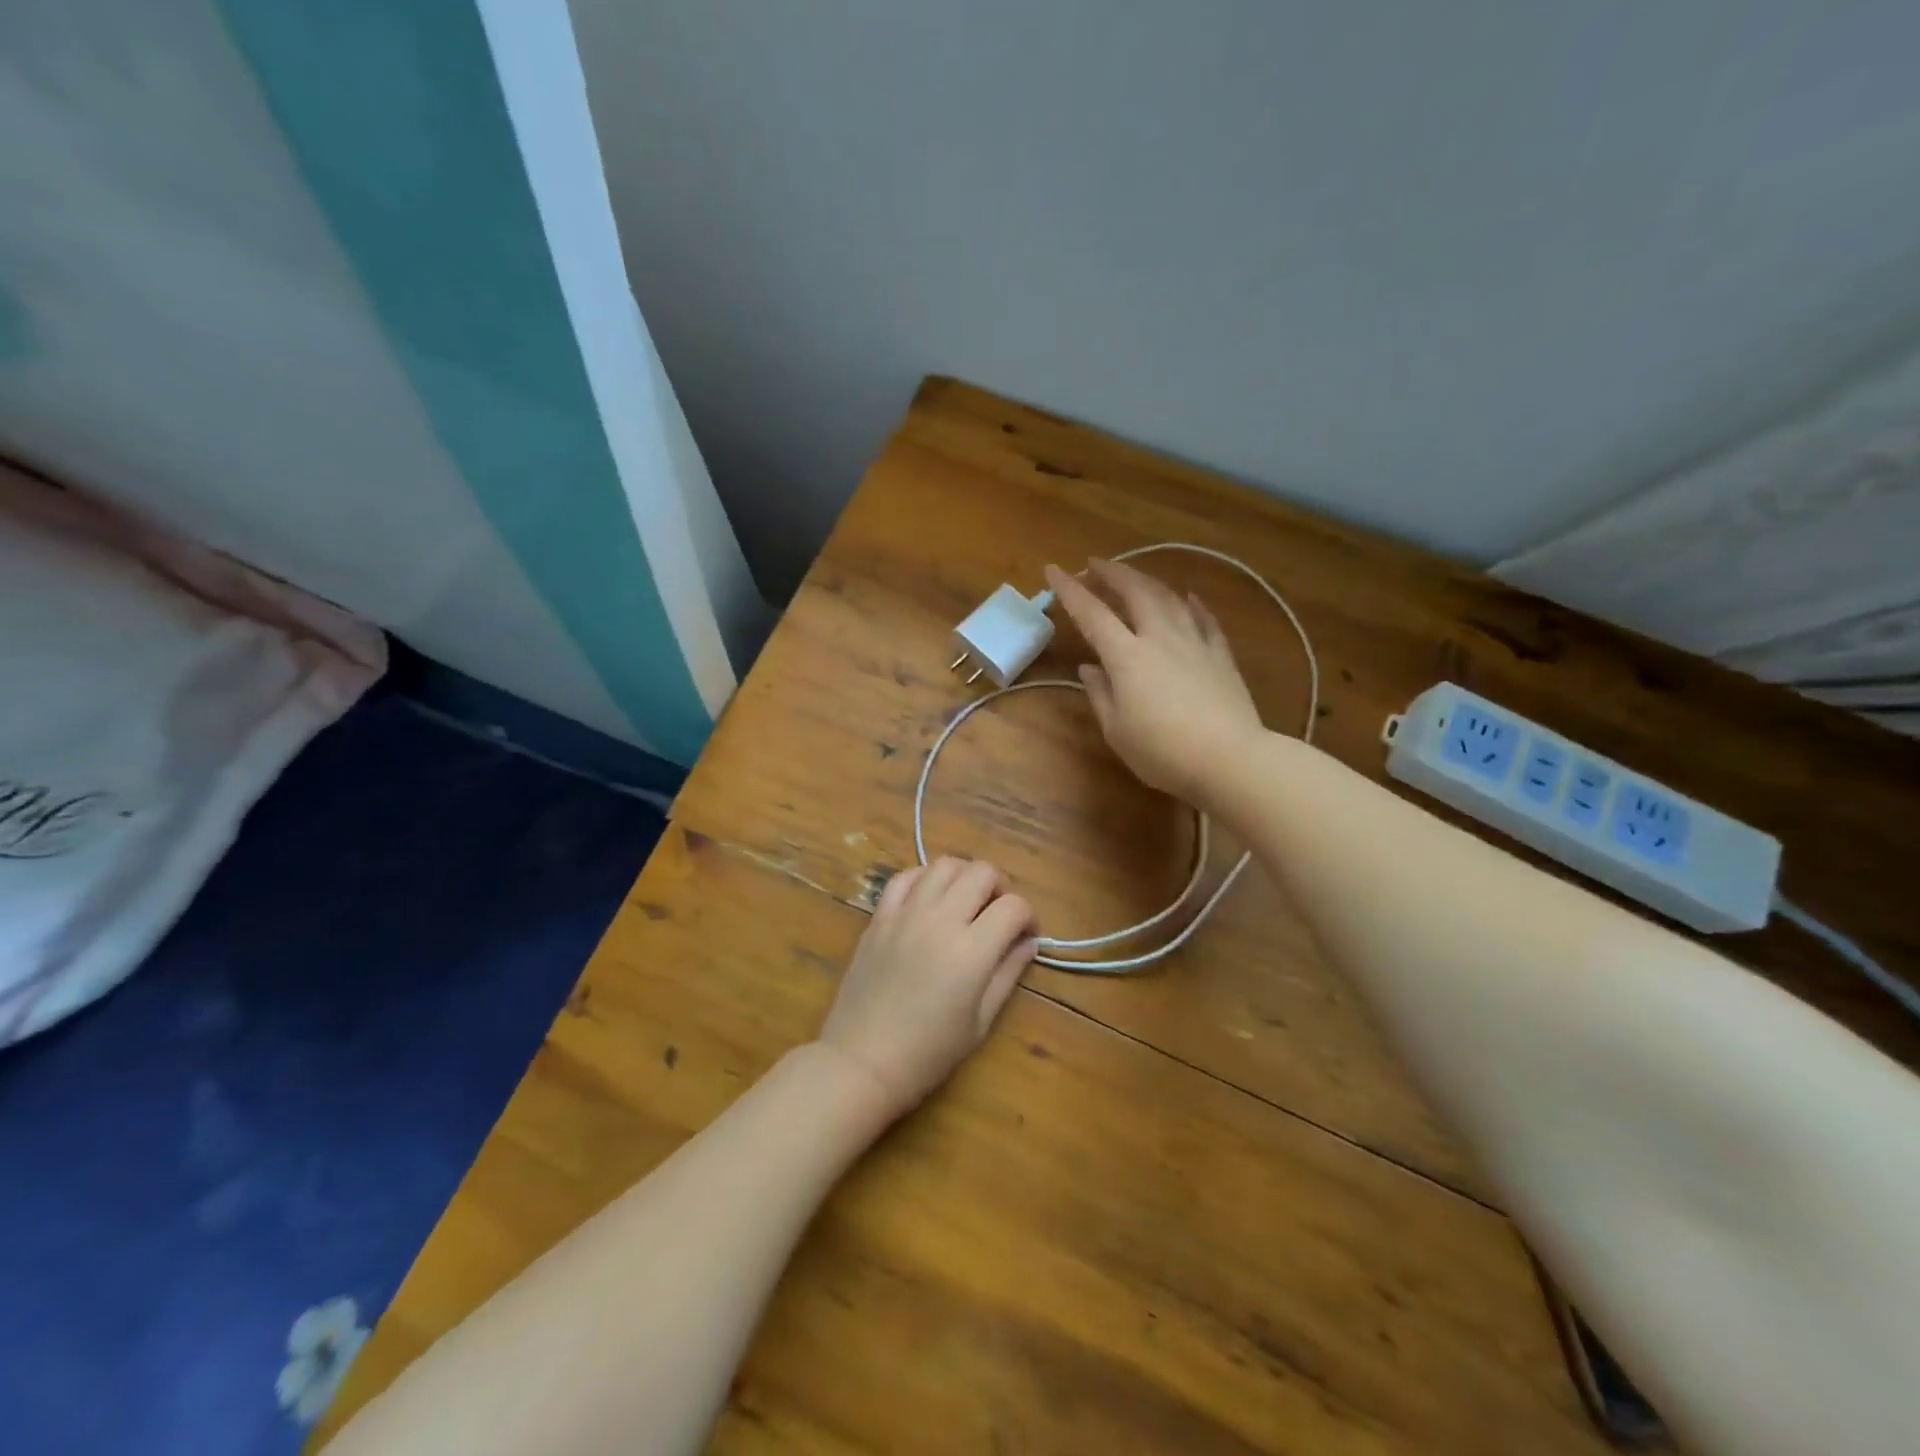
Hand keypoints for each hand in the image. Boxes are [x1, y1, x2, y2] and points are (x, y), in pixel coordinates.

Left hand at [816, 858, 1036, 1121]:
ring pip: (944, 865)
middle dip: (1001, 887)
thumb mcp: (980, 1022)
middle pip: (982, 873)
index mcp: (972, 950)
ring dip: (964, 876)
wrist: (861, 1061)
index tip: (1026, 934)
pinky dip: (924, 877)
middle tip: (999, 912)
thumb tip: (1028, 942)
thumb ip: (1007, 974)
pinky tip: (930, 897)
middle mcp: (941, 920)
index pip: (1013, 906)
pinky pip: (905, 877)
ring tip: (966, 900)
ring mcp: (906, 914)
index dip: (1028, 916)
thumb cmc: (928, 1053)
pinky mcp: (879, 917)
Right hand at [1044, 558, 1264, 804]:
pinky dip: (1193, 605)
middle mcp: (1159, 638)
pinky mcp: (1221, 656)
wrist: (1229, 759)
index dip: (1070, 590)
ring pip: (1169, 598)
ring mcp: (1194, 643)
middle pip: (1135, 592)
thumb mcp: (1117, 730)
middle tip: (1095, 564)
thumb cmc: (1162, 752)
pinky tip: (1189, 597)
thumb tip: (1089, 669)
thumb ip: (1100, 694)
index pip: (1092, 614)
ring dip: (1147, 581)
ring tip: (1133, 576)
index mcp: (1127, 656)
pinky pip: (1205, 620)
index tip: (1053, 570)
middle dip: (1112, 573)